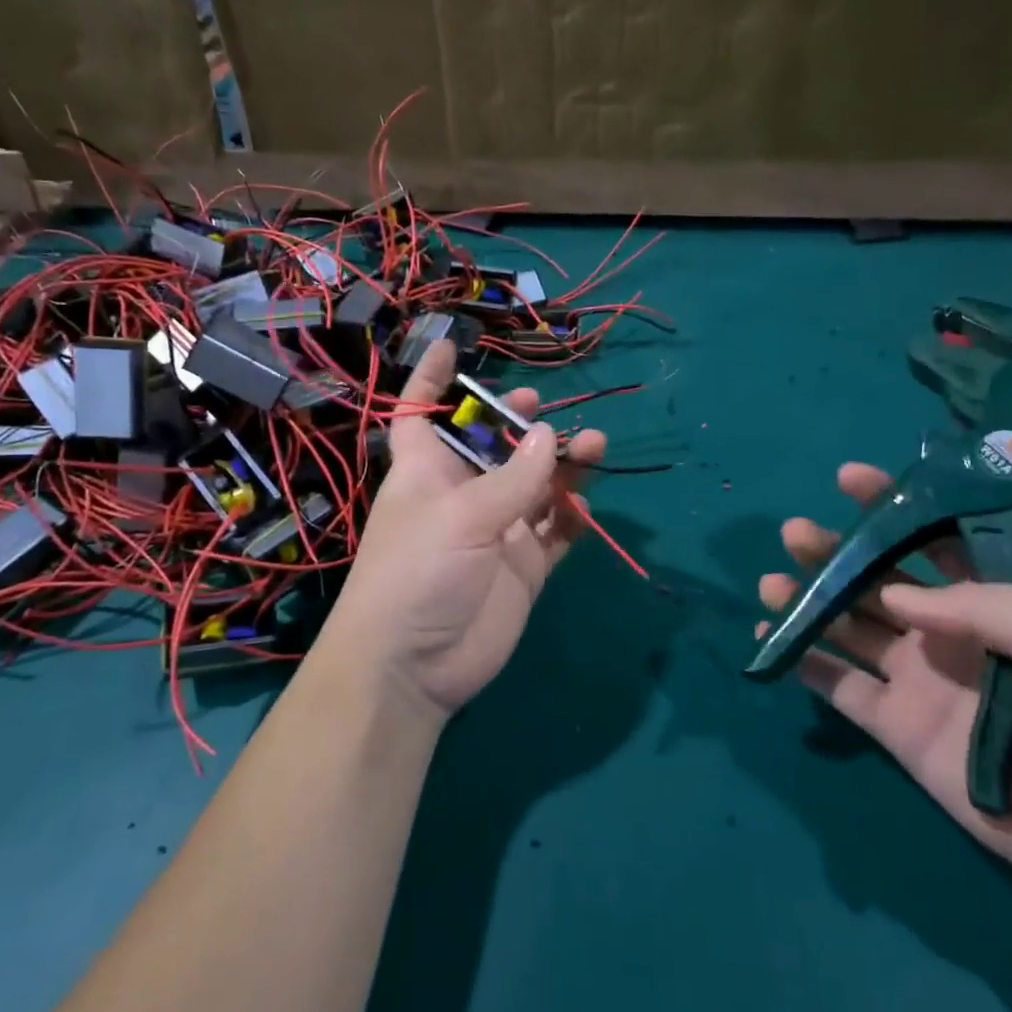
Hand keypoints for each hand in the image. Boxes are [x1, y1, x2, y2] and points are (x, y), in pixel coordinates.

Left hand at [324, 340, 605, 717]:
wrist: (415, 665)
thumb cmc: (417, 572)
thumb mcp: (462, 516)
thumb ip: (514, 477)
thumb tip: (552, 435)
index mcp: (426, 471)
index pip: (421, 412)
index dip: (431, 378)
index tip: (451, 346)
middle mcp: (462, 494)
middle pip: (493, 445)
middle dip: (518, 423)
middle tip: (542, 411)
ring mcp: (496, 530)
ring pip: (535, 485)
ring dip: (563, 466)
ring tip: (596, 445)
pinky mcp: (524, 566)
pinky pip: (555, 531)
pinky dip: (573, 516)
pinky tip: (587, 505)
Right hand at [760, 463, 1011, 920]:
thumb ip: (985, 605)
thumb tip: (897, 595)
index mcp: (997, 599)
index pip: (936, 539)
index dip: (893, 506)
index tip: (849, 479)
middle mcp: (950, 631)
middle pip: (879, 580)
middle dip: (836, 552)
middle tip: (795, 533)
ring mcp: (919, 679)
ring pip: (849, 627)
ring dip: (809, 601)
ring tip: (771, 582)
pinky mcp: (897, 727)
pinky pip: (840, 686)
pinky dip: (805, 661)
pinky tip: (774, 637)